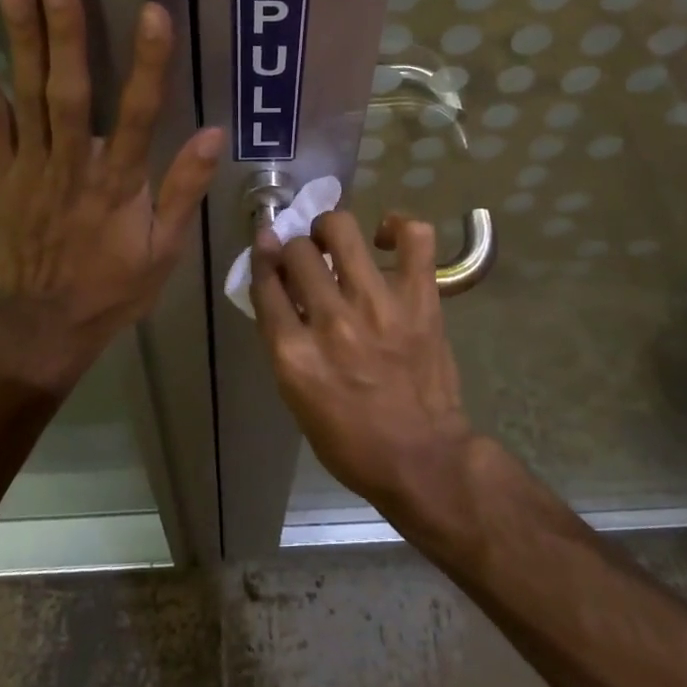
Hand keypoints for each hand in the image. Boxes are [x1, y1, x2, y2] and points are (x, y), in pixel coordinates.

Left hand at [0, 0, 222, 391]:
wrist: (43, 326)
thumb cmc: (114, 286)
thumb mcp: (165, 249)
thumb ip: (184, 189)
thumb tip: (213, 133)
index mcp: (119, 183)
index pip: (140, 114)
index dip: (148, 62)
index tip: (152, 12)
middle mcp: (73, 166)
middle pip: (70, 92)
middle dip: (65, 33)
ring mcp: (31, 168)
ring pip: (27, 98)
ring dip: (21, 42)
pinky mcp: (1, 175)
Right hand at [250, 209, 477, 521]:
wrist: (423, 459)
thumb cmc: (352, 440)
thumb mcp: (298, 397)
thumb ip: (284, 340)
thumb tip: (279, 286)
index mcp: (293, 354)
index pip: (264, 282)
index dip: (263, 258)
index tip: (268, 247)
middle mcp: (330, 321)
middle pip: (297, 251)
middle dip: (296, 249)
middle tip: (309, 260)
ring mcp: (377, 305)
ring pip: (341, 230)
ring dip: (330, 230)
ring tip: (337, 242)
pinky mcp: (419, 298)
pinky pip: (413, 238)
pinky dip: (398, 227)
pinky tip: (386, 239)